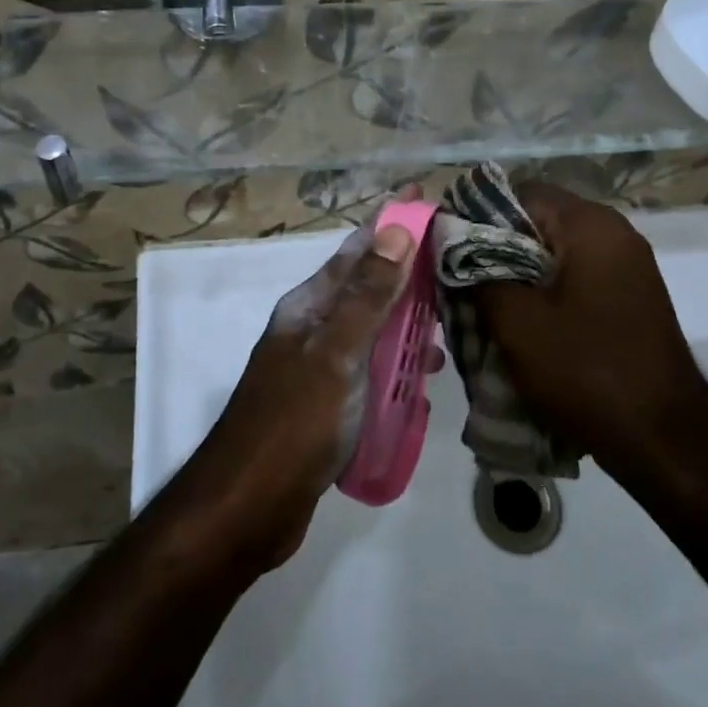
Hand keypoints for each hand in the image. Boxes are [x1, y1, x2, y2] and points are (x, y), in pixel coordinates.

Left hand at [181, 203, 417, 568]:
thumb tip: (395, 228)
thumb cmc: (294, 423)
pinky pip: (373, 370)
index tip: (427, 199)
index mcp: (310, 306)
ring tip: (453, 323)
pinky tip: (425, 379)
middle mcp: (315, 328)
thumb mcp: (336, 353)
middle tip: (458, 264)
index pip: (357, 249)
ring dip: (409, 322)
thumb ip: (367, 294)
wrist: (249, 508)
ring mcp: (321, 367)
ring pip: (374, 330)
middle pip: (368, 287)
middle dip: (409, 272)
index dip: (390, 223)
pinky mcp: (331, 404)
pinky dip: (399, 365)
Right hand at [475, 184, 707, 481]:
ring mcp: (628, 266)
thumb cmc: (586, 371)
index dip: (478, 217)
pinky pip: (576, 278)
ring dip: (519, 275)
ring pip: (554, 253)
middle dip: (496, 250)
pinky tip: (525, 327)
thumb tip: (454, 245)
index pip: (520, 193)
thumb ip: (478, 273)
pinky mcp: (631, 297)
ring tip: (487, 310)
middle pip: (538, 222)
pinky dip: (546, 293)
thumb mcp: (516, 323)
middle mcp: (614, 232)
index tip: (449, 251)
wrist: (667, 442)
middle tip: (463, 284)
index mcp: (589, 224)